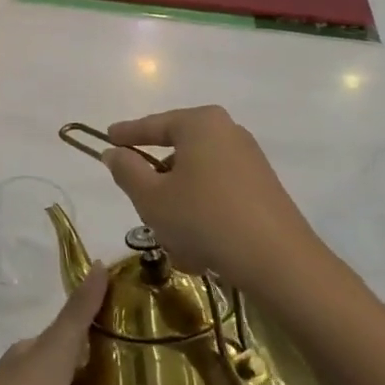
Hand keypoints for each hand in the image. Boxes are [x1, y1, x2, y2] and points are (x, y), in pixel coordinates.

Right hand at [100, 106, 324, 289]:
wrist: (277, 261)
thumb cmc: (203, 219)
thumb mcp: (151, 197)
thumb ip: (126, 170)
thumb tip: (115, 153)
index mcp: (200, 123)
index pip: (153, 125)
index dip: (127, 134)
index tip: (107, 138)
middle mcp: (228, 132)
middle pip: (178, 149)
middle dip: (157, 175)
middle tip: (137, 195)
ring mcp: (249, 160)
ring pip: (197, 176)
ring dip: (179, 201)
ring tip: (169, 234)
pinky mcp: (263, 188)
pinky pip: (218, 193)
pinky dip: (202, 212)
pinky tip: (197, 245)